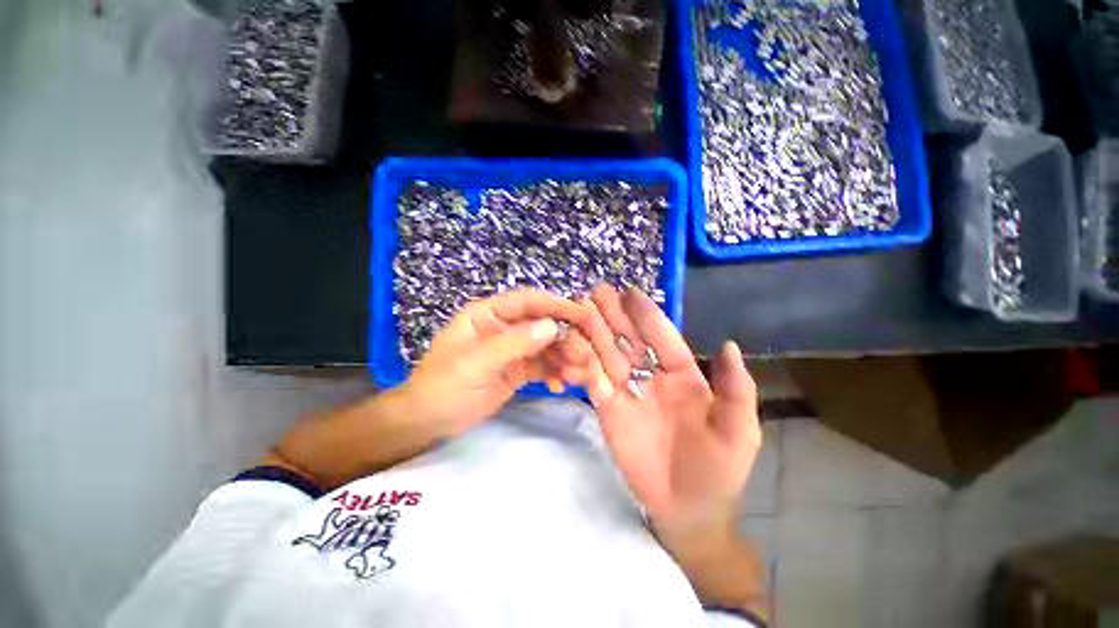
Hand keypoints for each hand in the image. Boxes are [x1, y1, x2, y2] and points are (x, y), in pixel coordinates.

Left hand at [400, 289, 593, 436]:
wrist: (428, 423)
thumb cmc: (442, 387)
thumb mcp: (474, 364)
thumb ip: (512, 344)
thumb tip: (552, 326)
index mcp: (488, 314)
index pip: (527, 301)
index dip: (556, 305)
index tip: (584, 315)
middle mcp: (504, 326)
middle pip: (543, 324)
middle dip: (566, 338)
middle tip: (585, 356)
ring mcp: (513, 348)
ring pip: (548, 346)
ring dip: (566, 358)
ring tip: (577, 376)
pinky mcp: (519, 369)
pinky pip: (544, 366)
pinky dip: (557, 373)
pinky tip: (561, 386)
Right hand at [579, 285, 761, 535]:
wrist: (689, 509)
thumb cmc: (719, 468)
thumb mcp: (738, 430)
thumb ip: (735, 389)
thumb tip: (729, 345)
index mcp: (683, 375)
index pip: (662, 338)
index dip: (647, 315)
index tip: (631, 291)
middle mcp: (651, 376)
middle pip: (630, 340)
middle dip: (614, 315)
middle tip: (597, 290)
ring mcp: (627, 392)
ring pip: (608, 355)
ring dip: (595, 332)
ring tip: (581, 308)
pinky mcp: (607, 409)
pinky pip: (593, 382)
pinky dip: (583, 363)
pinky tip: (573, 344)